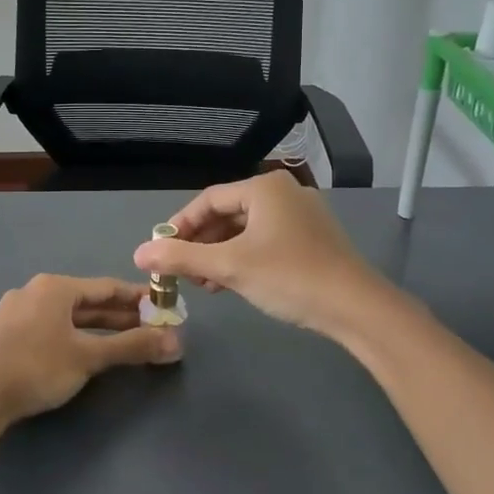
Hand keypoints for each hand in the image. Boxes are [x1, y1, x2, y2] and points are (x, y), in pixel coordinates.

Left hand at [0, 275, 181, 432]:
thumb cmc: (36, 367)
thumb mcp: (88, 357)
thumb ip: (131, 347)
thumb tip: (175, 342)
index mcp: (55, 287)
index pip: (107, 287)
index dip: (138, 298)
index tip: (162, 307)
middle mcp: (35, 292)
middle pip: (87, 302)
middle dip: (120, 316)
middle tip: (150, 328)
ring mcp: (16, 313)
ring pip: (67, 317)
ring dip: (97, 328)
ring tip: (124, 341)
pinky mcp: (5, 336)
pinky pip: (49, 328)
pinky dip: (73, 337)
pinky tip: (82, 351)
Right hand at [131, 172, 390, 336]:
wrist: (355, 306)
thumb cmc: (288, 276)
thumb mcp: (229, 266)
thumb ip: (182, 257)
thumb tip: (139, 253)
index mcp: (264, 187)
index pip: (207, 200)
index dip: (179, 226)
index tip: (161, 253)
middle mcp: (283, 193)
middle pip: (227, 213)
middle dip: (200, 244)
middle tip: (181, 272)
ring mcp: (302, 215)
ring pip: (246, 230)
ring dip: (220, 254)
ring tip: (204, 283)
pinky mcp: (312, 238)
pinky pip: (266, 241)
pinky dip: (244, 258)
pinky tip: (232, 283)